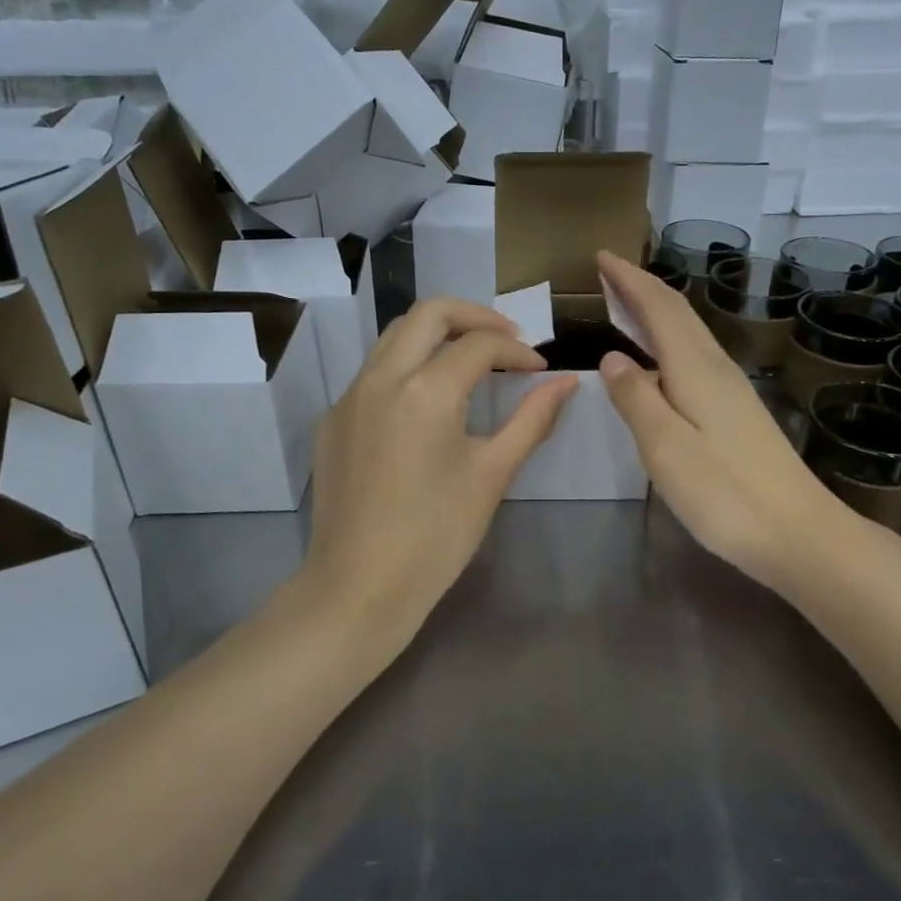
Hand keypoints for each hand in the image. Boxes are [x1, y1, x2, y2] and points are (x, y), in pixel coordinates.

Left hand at [298, 297, 577, 652]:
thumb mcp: (492, 474)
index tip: (540, 369)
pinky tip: (426, 405)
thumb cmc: (437, 536)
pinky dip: (406, 367)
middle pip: (429, 313)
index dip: (518, 350)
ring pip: (394, 336)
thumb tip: (568, 382)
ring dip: (436, 335)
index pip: (480, 343)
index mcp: (426, 391)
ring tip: (470, 361)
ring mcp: (349, 397)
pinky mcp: (332, 420)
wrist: (358, 588)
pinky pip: (372, 372)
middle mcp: (381, 378)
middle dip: (474, 316)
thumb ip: (533, 419)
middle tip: (507, 340)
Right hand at [595, 251, 856, 591]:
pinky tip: (658, 362)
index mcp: (696, 369)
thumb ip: (636, 399)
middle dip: (642, 288)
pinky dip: (669, 342)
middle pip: (678, 314)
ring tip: (626, 306)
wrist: (799, 533)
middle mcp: (716, 368)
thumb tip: (613, 358)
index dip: (629, 281)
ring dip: (656, 311)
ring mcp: (732, 389)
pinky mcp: (737, 412)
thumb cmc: (725, 493)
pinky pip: (695, 357)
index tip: (602, 257)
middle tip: (608, 273)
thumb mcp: (665, 448)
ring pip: (689, 334)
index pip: (659, 308)